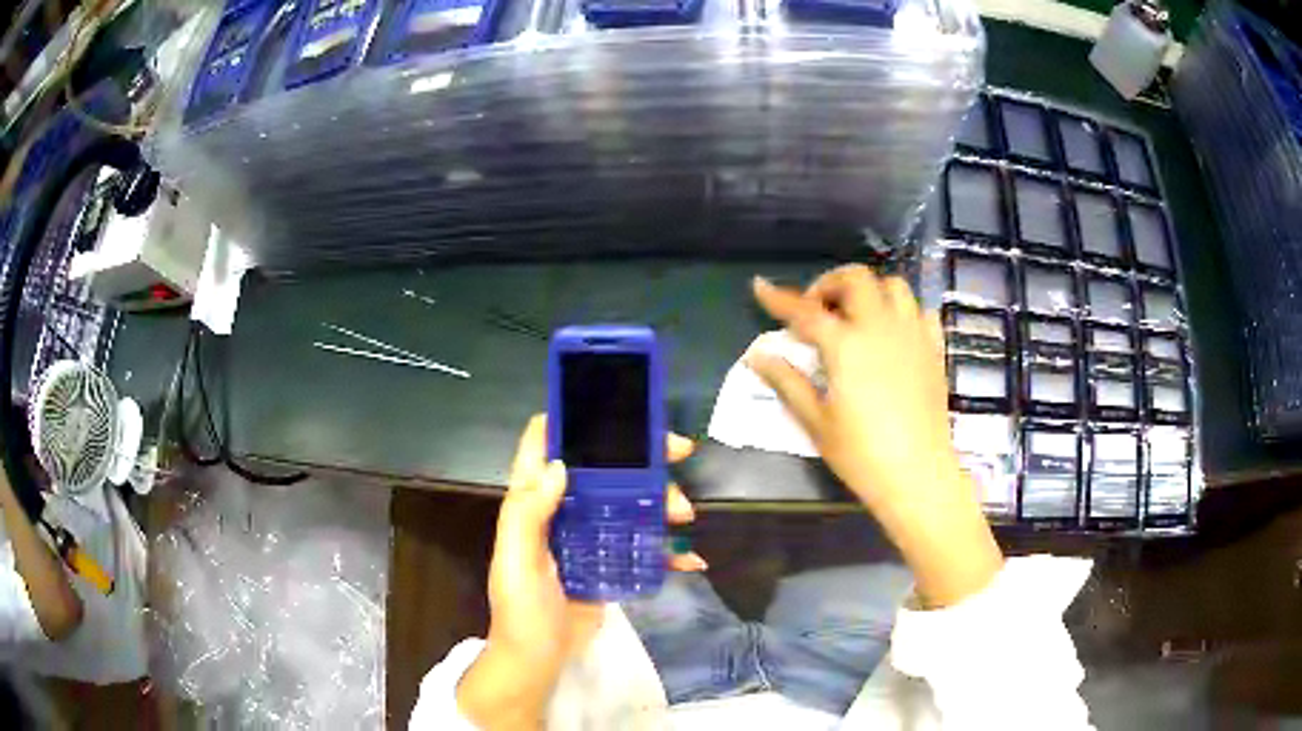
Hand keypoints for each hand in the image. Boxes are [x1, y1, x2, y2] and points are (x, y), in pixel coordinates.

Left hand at [458, 415, 701, 727]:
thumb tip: (562, 463)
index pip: (547, 444)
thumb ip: (528, 513)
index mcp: (534, 501)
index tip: (616, 406)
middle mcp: (563, 509)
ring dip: (662, 500)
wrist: (539, 659)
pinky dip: (667, 550)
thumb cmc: (521, 609)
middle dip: (641, 455)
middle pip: (603, 466)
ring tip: (684, 515)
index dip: (573, 417)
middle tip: (678, 451)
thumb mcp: (516, 560)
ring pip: (630, 500)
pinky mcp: (609, 562)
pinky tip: (690, 558)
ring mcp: (590, 536)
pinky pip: (642, 546)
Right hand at [749, 266, 1001, 607]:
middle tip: (817, 310)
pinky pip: (920, 311)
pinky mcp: (934, 349)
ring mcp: (912, 335)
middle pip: (855, 279)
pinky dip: (901, 311)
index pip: (805, 310)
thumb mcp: (816, 421)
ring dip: (868, 291)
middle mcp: (881, 327)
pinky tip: (891, 334)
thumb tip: (757, 357)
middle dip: (829, 284)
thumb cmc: (862, 454)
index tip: (760, 287)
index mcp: (846, 345)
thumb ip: (787, 382)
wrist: (918, 475)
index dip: (779, 298)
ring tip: (855, 316)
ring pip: (893, 285)